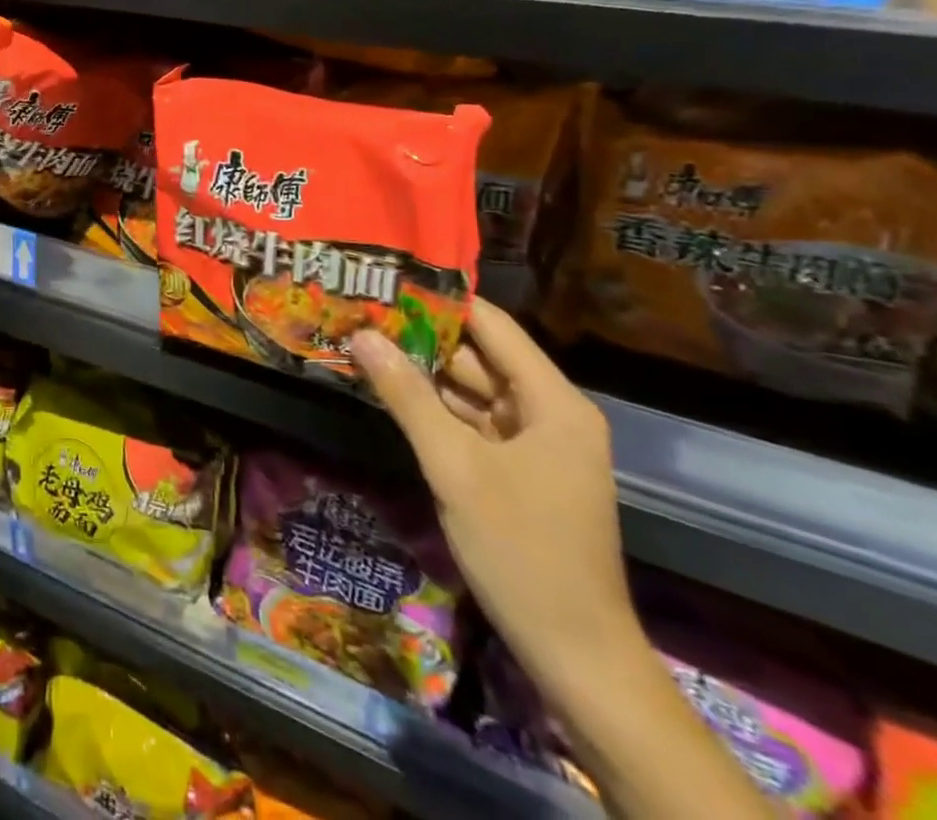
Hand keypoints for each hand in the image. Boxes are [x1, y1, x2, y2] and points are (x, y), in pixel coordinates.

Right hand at [350, 300, 641, 705]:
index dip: (442, 300)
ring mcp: (533, 446)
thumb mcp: (455, 467)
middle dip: (422, 336)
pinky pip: (471, 424)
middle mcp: (548, 414)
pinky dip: (434, 410)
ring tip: (364, 342)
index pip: (493, 326)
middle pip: (479, 357)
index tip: (387, 280)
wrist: (576, 656)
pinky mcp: (516, 473)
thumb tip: (361, 334)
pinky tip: (389, 393)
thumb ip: (407, 396)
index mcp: (553, 402)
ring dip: (423, 373)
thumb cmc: (522, 551)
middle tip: (361, 310)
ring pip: (471, 392)